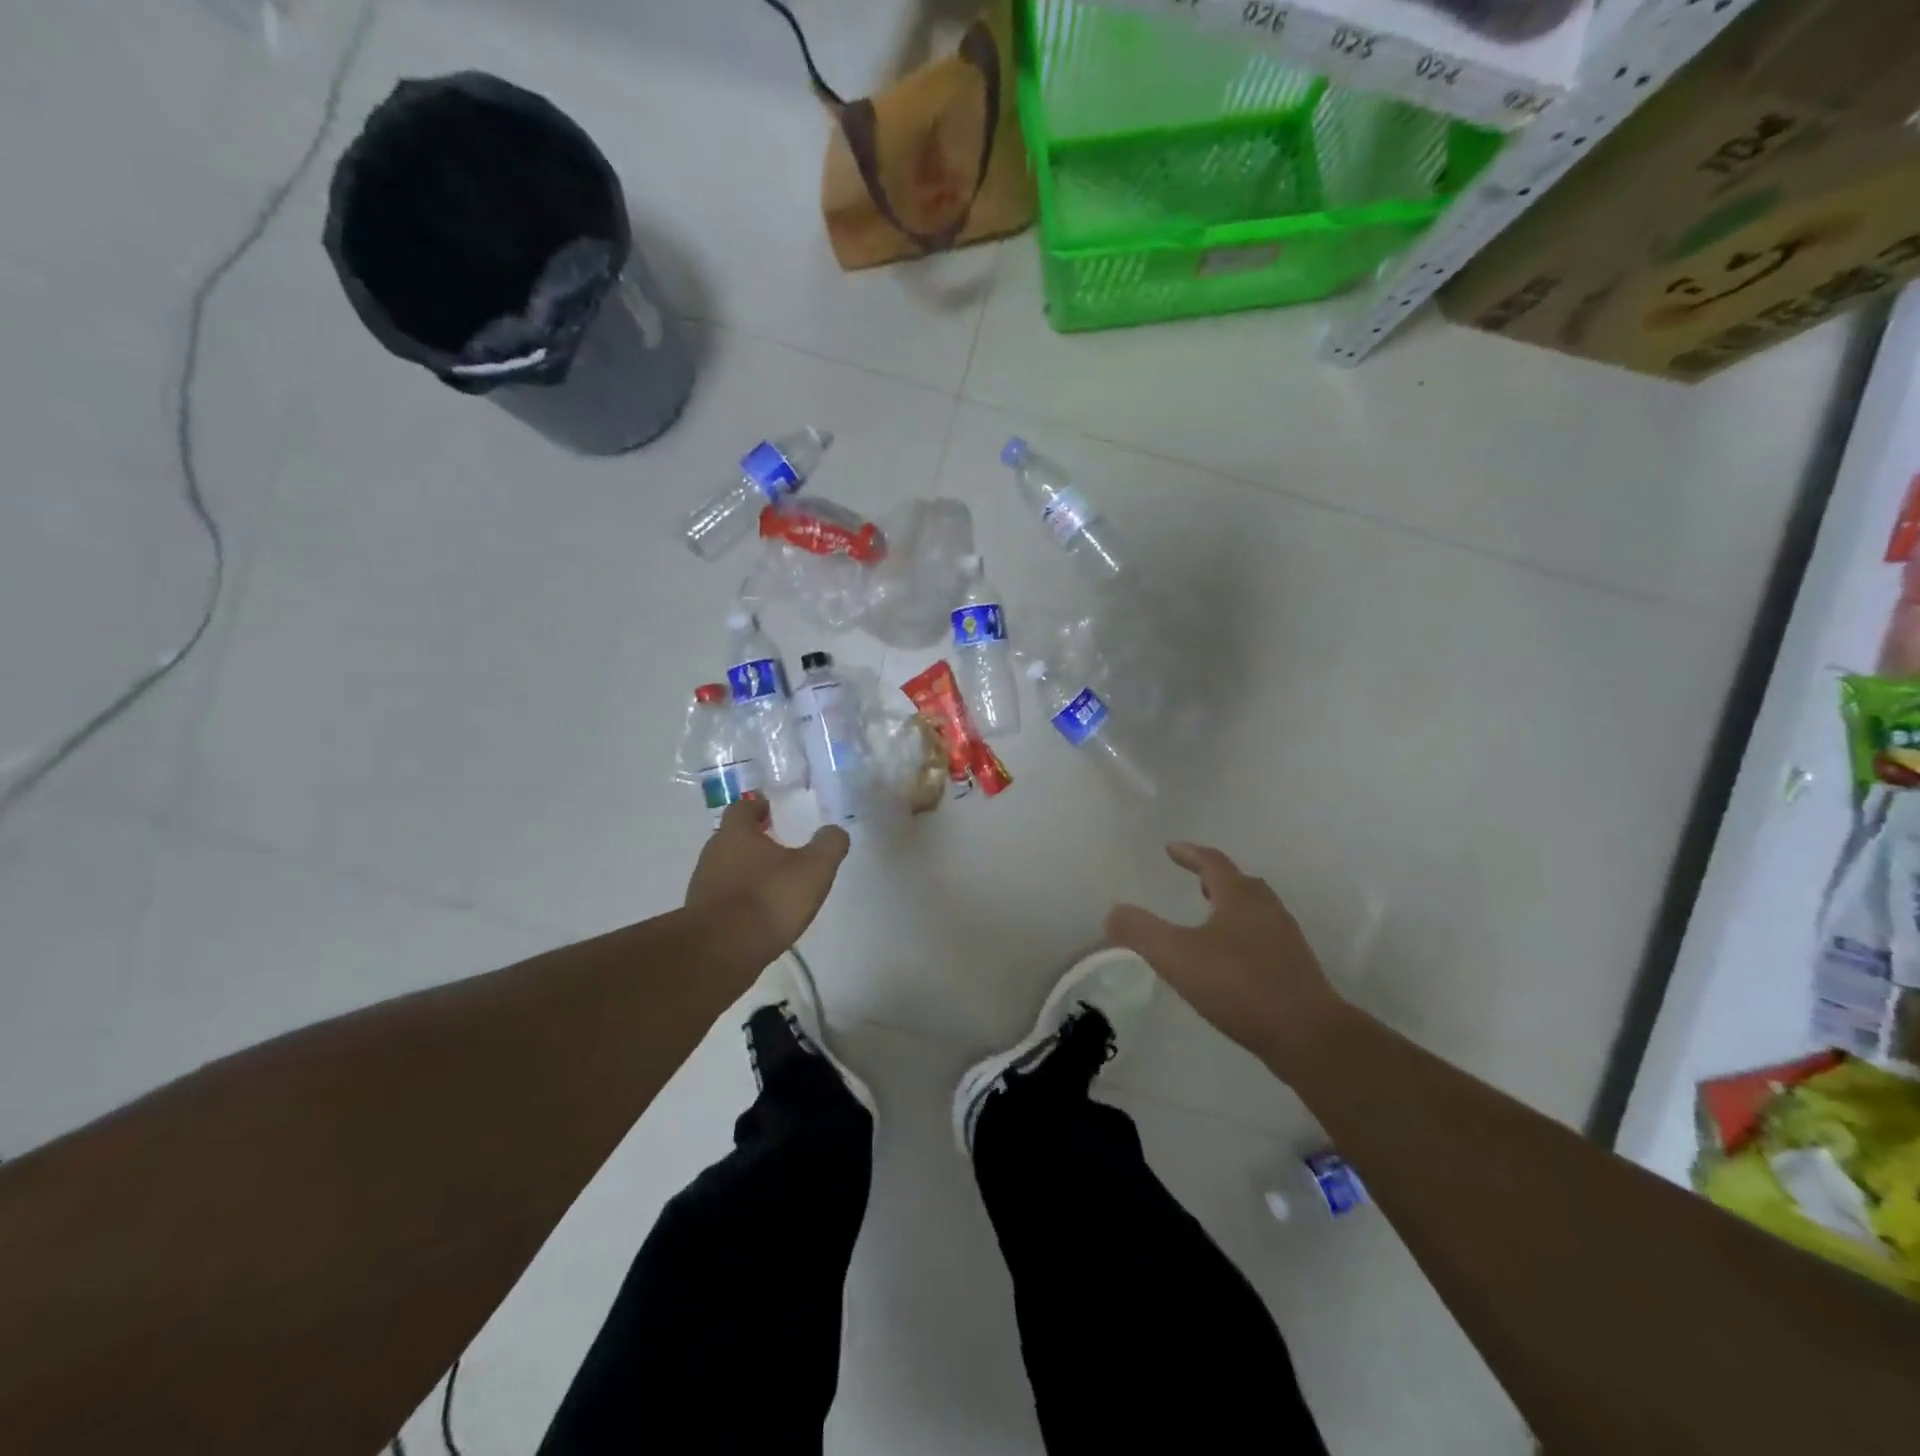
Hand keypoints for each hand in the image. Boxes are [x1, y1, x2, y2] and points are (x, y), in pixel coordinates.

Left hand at [685, 800, 849, 963]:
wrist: (721, 952)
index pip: (742, 808)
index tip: (770, 808)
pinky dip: (739, 898)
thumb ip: (829, 845)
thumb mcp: (814, 869)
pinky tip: (759, 912)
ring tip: (772, 882)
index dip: (756, 806)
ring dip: (746, 870)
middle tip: (778, 845)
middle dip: (752, 839)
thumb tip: (834, 831)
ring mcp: (702, 886)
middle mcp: (713, 854)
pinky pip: (723, 897)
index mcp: (736, 834)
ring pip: (726, 868)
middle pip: (731, 838)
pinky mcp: (700, 916)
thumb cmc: (769, 899)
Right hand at [1106, 842, 1344, 1073]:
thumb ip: (1141, 931)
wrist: (1308, 1035)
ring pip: (1255, 910)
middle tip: (1195, 881)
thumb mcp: (1177, 956)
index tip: (1170, 848)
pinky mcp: (1295, 968)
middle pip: (1240, 883)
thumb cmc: (1239, 985)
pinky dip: (1242, 934)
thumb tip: (1113, 912)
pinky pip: (1263, 937)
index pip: (1212, 862)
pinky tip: (1230, 960)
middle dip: (1215, 879)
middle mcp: (1267, 908)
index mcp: (1240, 896)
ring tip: (1209, 919)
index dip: (1189, 853)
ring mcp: (1286, 938)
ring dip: (1231, 906)